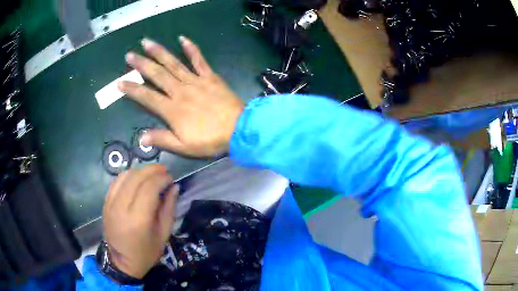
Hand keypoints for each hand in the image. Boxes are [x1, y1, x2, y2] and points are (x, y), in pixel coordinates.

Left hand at [103, 165, 177, 278]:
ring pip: (125, 176)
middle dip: (153, 170)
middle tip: (164, 171)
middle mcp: (121, 208)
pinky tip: (136, 181)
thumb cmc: (146, 252)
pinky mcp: (105, 203)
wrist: (122, 261)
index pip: (149, 187)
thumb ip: (169, 209)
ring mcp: (111, 204)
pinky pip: (116, 182)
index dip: (162, 178)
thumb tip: (174, 187)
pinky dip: (128, 177)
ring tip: (151, 175)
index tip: (171, 178)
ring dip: (140, 171)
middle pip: (136, 177)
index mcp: (138, 219)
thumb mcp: (163, 234)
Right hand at [118, 36, 243, 156]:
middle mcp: (180, 91)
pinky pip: (199, 60)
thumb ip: (162, 139)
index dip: (132, 89)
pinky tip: (182, 38)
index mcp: (171, 109)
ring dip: (159, 52)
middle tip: (129, 55)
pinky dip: (191, 48)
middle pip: (156, 74)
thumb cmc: (210, 140)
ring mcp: (195, 81)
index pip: (146, 97)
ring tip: (147, 42)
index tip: (120, 81)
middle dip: (141, 64)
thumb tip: (141, 138)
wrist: (238, 129)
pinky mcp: (209, 76)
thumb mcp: (184, 146)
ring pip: (173, 63)